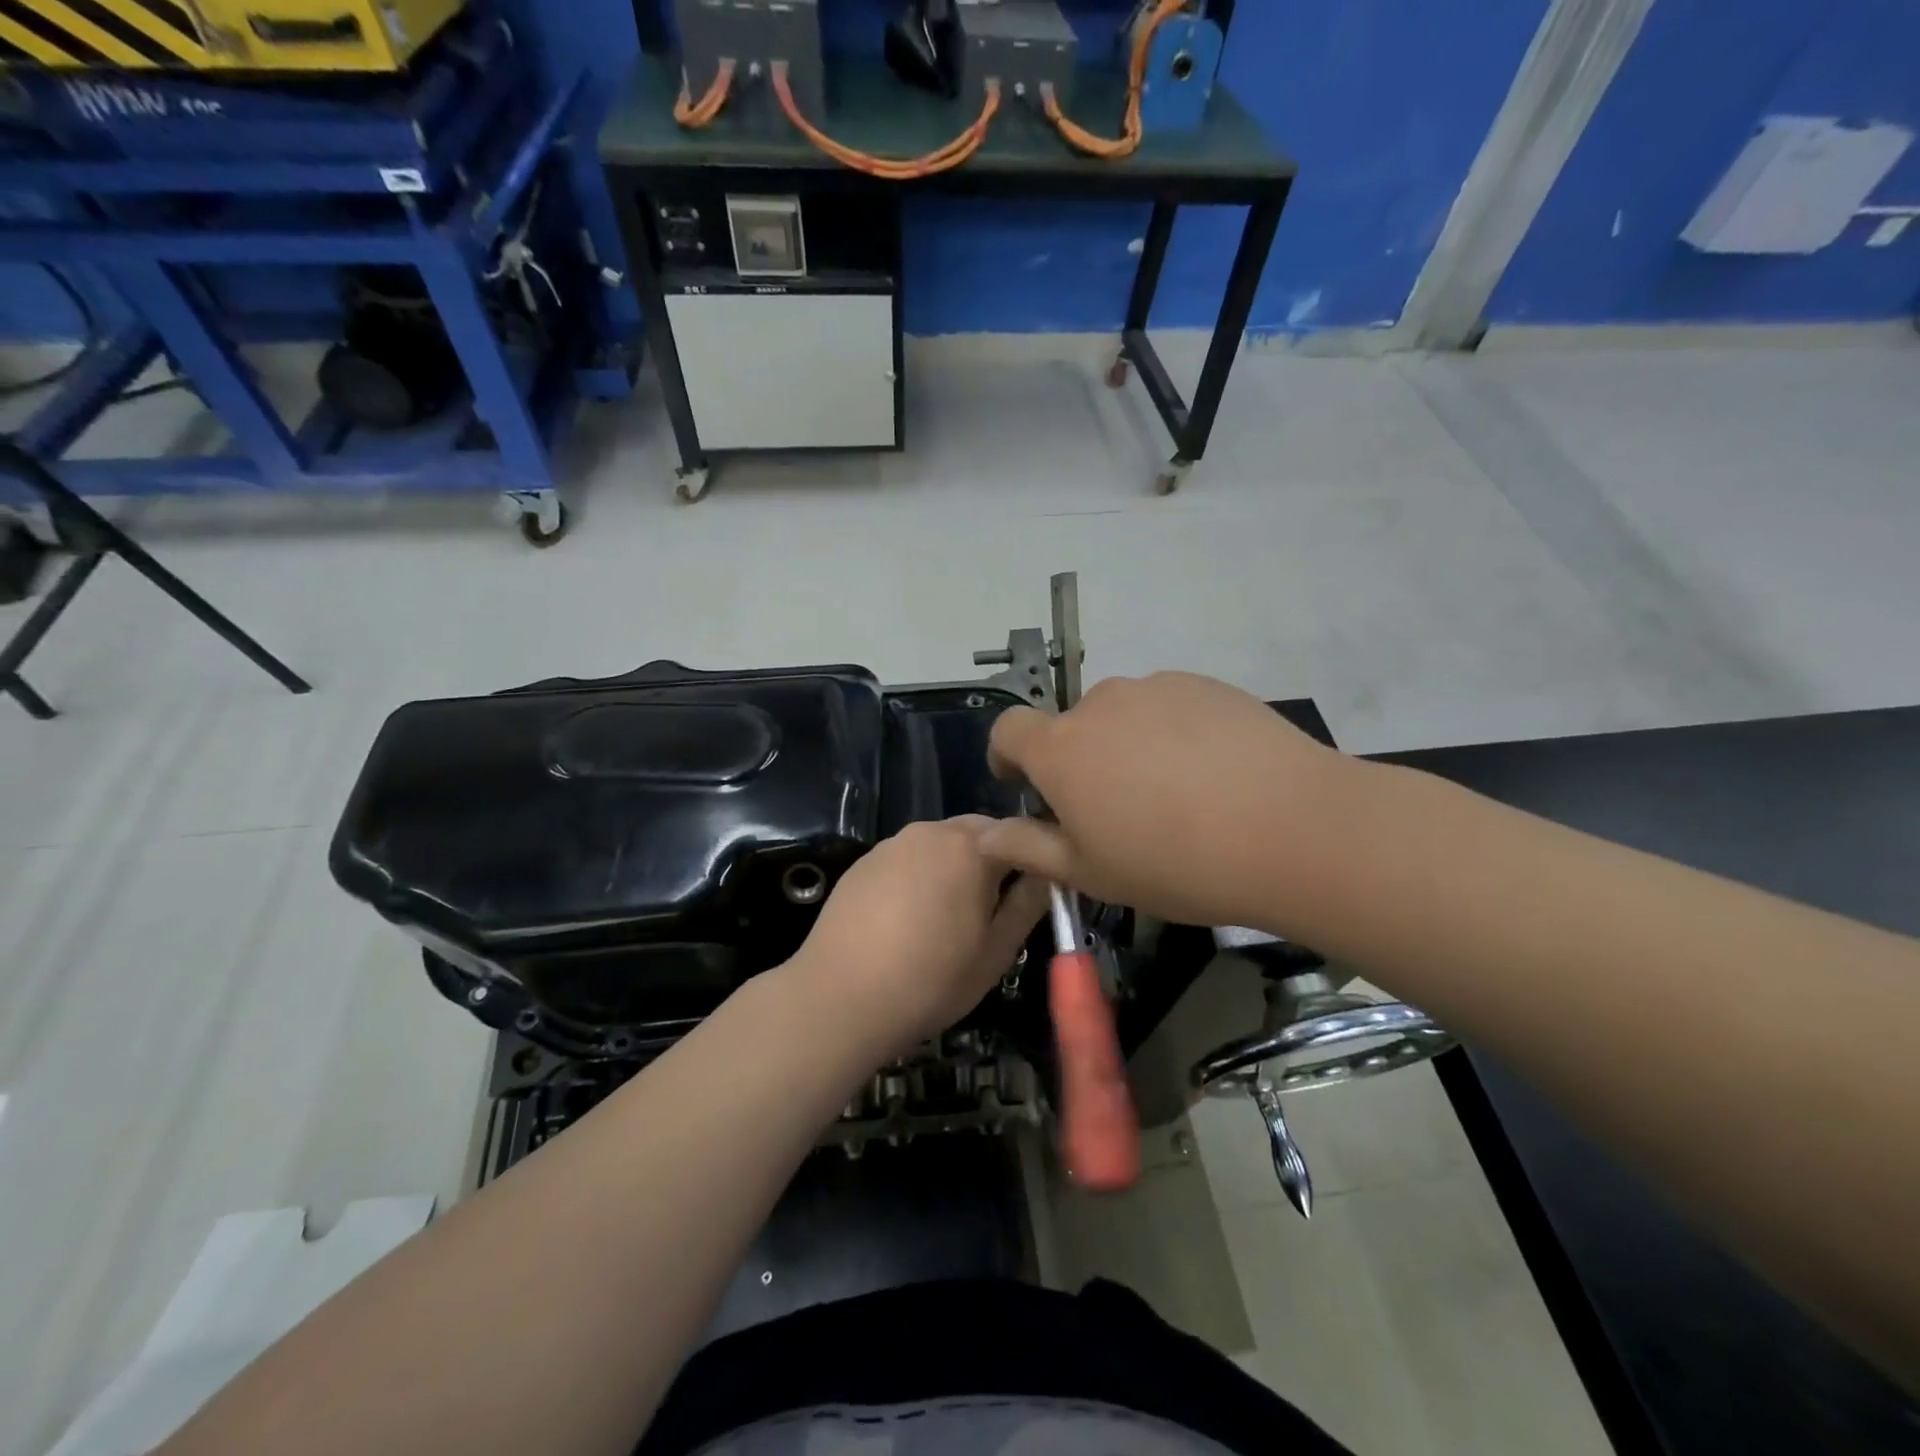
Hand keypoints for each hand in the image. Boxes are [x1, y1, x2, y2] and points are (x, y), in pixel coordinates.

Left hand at [791, 816, 1049, 1051]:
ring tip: (950, 917)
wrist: (838, 998)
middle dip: (994, 860)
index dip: (1035, 859)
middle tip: (994, 909)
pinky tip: (909, 919)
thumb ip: (1028, 904)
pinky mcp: (863, 862)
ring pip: (940, 844)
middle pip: (978, 833)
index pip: (1021, 833)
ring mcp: (892, 843)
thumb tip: (1048, 873)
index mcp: (971, 846)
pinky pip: (907, 858)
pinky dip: (920, 876)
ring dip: (955, 867)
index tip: (1038, 891)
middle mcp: (931, 830)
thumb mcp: (996, 952)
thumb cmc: (931, 979)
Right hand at [980, 672, 1353, 931]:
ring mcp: (1156, 688)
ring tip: (1172, 795)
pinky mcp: (1205, 684)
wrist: (1292, 828)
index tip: (1024, 784)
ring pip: (1122, 717)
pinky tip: (1211, 774)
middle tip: (1116, 812)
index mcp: (1061, 748)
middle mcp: (1100, 703)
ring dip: (1127, 747)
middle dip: (1078, 762)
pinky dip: (1172, 734)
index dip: (1006, 754)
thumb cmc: (1174, 862)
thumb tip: (986, 834)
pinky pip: (1169, 708)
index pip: (1008, 729)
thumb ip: (1028, 848)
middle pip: (1071, 727)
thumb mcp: (1090, 872)